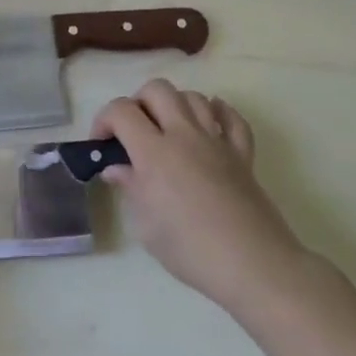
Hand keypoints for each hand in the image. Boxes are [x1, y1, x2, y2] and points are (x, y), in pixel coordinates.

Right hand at [93, 79, 308, 310]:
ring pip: (193, 97)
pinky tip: (208, 123)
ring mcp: (217, 141)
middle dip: (137, 102)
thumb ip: (130, 188)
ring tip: (167, 130)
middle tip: (133, 132)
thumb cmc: (190, 250)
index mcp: (154, 152)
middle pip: (158, 90)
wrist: (254, 265)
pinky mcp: (243, 154)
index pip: (121, 111)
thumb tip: (117, 168)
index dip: (103, 120)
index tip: (101, 144)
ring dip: (174, 105)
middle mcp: (184, 135)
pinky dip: (218, 112)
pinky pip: (232, 118)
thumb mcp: (146, 226)